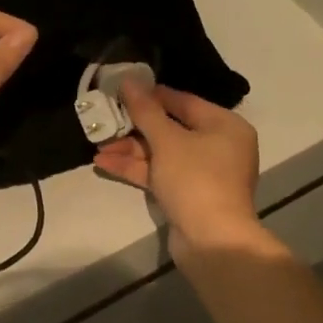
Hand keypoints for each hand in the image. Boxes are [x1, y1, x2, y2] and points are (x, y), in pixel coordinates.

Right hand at [92, 82, 263, 249]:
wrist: (212, 242)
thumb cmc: (195, 179)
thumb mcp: (167, 140)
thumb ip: (146, 110)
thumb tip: (129, 80)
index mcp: (225, 125)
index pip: (184, 101)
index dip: (152, 95)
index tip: (122, 90)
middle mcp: (218, 146)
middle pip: (171, 128)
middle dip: (135, 127)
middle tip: (106, 119)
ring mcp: (203, 173)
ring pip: (163, 153)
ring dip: (131, 150)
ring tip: (98, 144)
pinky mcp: (189, 195)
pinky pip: (161, 173)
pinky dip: (137, 168)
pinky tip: (105, 163)